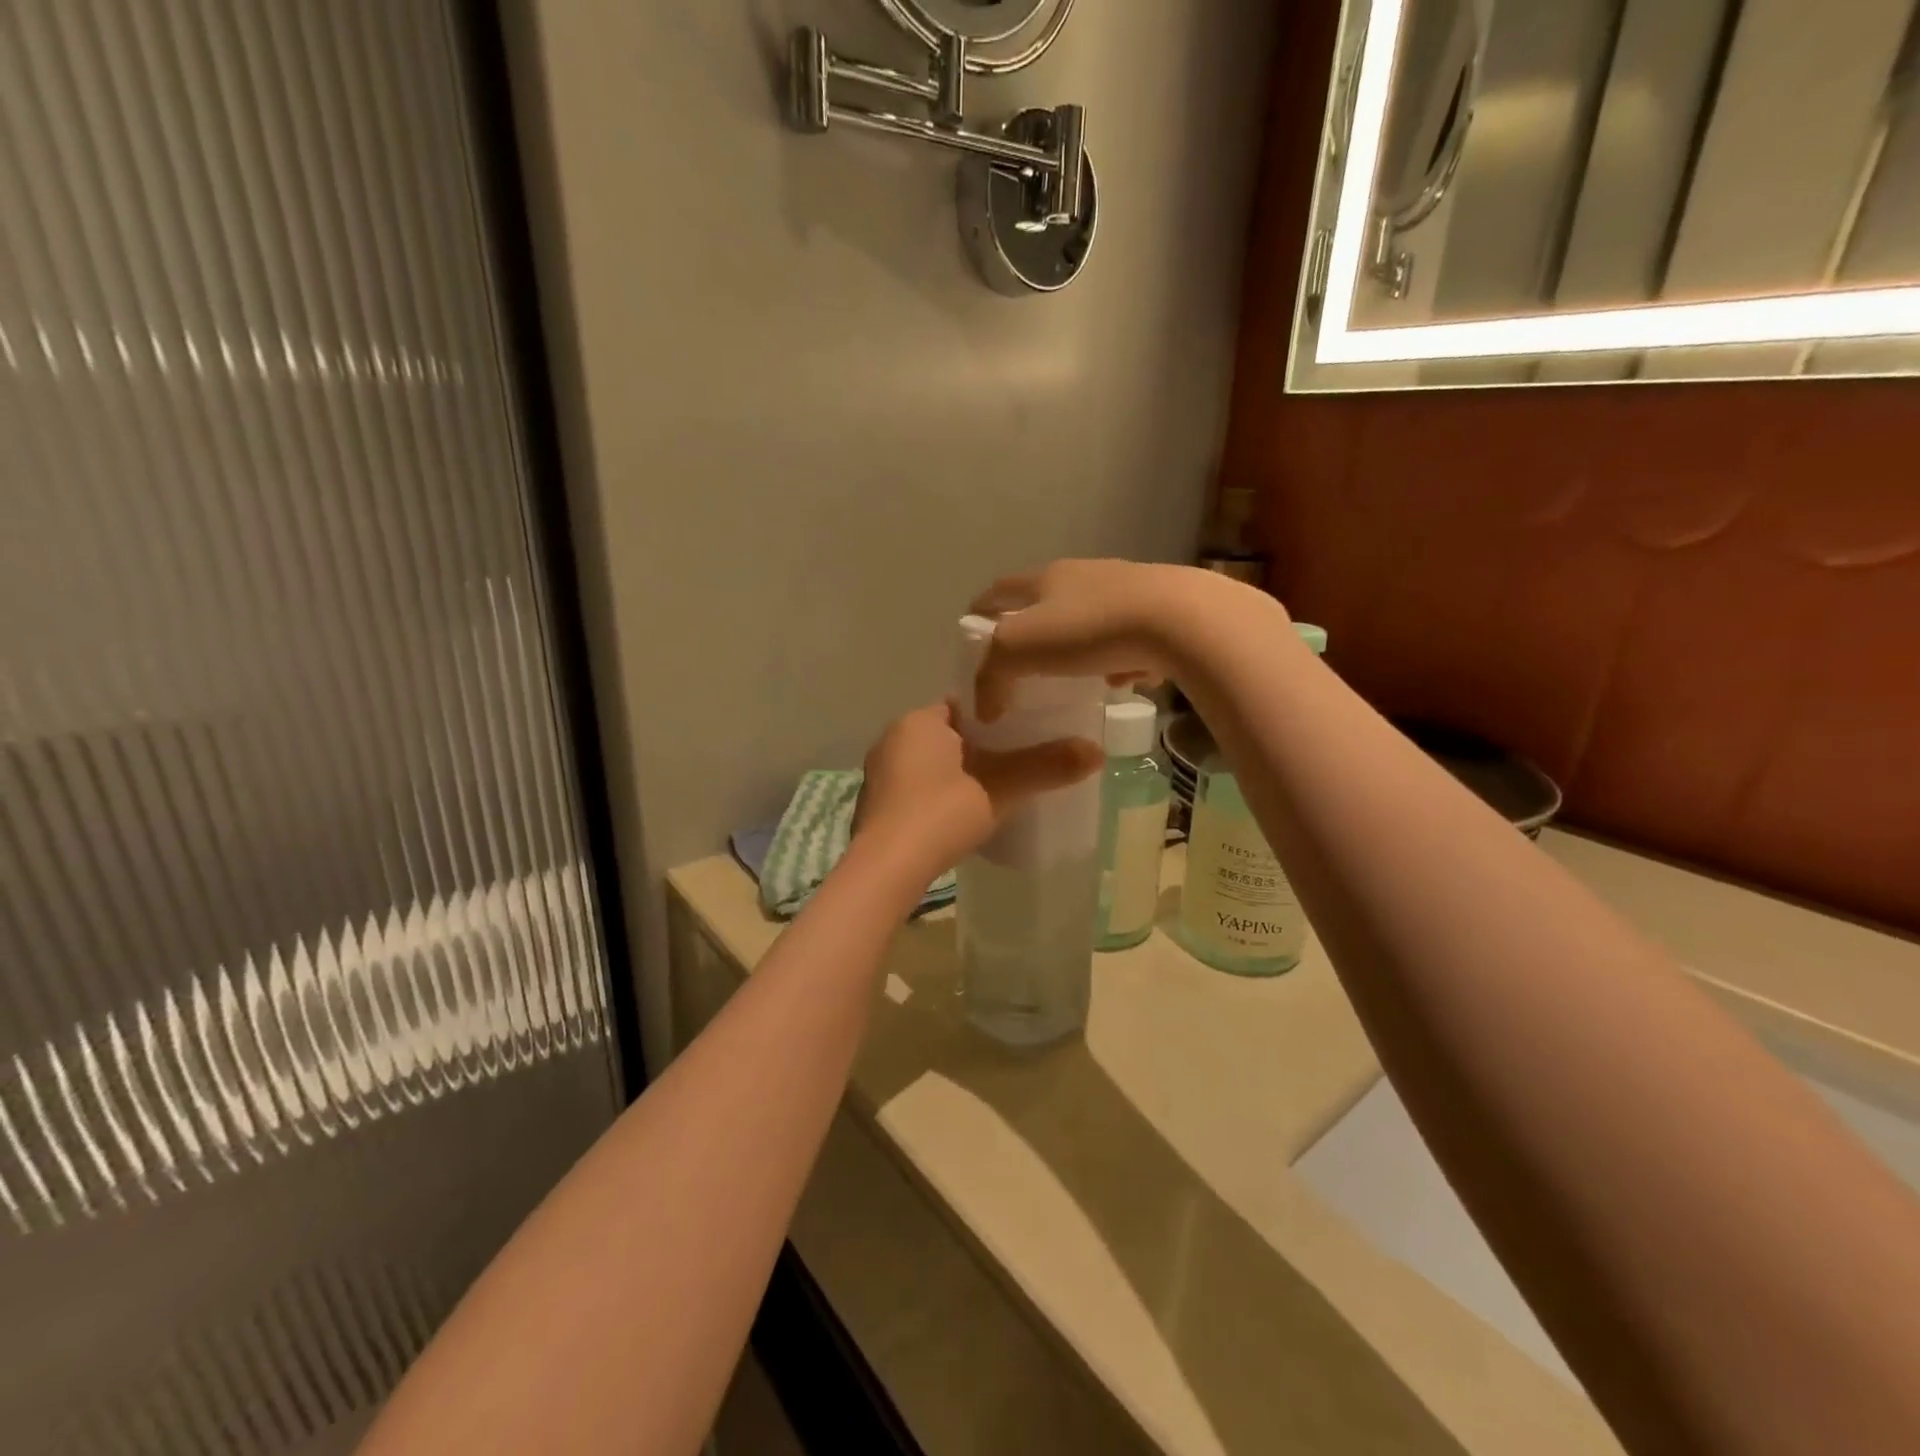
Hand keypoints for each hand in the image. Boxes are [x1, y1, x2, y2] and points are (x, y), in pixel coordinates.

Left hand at [855, 703, 1101, 878]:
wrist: (886, 869)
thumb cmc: (940, 814)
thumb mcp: (999, 789)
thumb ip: (1045, 767)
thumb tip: (1097, 751)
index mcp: (918, 721)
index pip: (965, 706)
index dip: (998, 717)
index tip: (1027, 731)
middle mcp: (893, 739)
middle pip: (950, 735)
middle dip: (981, 748)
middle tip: (1019, 763)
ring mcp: (879, 774)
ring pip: (931, 764)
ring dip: (959, 774)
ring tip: (996, 791)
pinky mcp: (876, 805)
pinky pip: (916, 788)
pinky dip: (939, 795)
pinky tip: (961, 816)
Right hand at [970, 560, 1237, 721]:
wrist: (1181, 620)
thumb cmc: (1088, 629)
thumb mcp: (1019, 649)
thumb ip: (992, 675)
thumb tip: (986, 706)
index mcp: (1046, 578)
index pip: (1000, 589)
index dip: (982, 608)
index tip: (972, 629)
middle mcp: (1085, 575)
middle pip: (1048, 602)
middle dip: (1034, 632)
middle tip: (1024, 665)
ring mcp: (1127, 588)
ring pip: (1091, 620)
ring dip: (1079, 647)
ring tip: (1078, 680)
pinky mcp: (1163, 610)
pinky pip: (1129, 637)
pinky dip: (1119, 657)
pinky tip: (1125, 679)